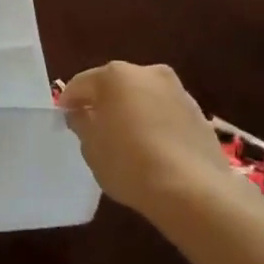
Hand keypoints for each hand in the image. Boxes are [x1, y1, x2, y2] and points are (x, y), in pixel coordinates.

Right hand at [59, 62, 235, 222]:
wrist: (193, 190)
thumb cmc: (129, 163)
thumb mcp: (91, 147)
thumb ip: (81, 123)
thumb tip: (80, 113)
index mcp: (115, 75)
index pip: (80, 84)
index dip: (69, 102)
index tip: (64, 120)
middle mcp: (148, 73)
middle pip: (115, 85)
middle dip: (103, 103)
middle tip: (94, 129)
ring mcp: (177, 91)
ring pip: (143, 97)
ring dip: (132, 112)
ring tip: (126, 141)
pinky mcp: (198, 113)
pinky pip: (165, 113)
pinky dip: (155, 124)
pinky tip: (152, 149)